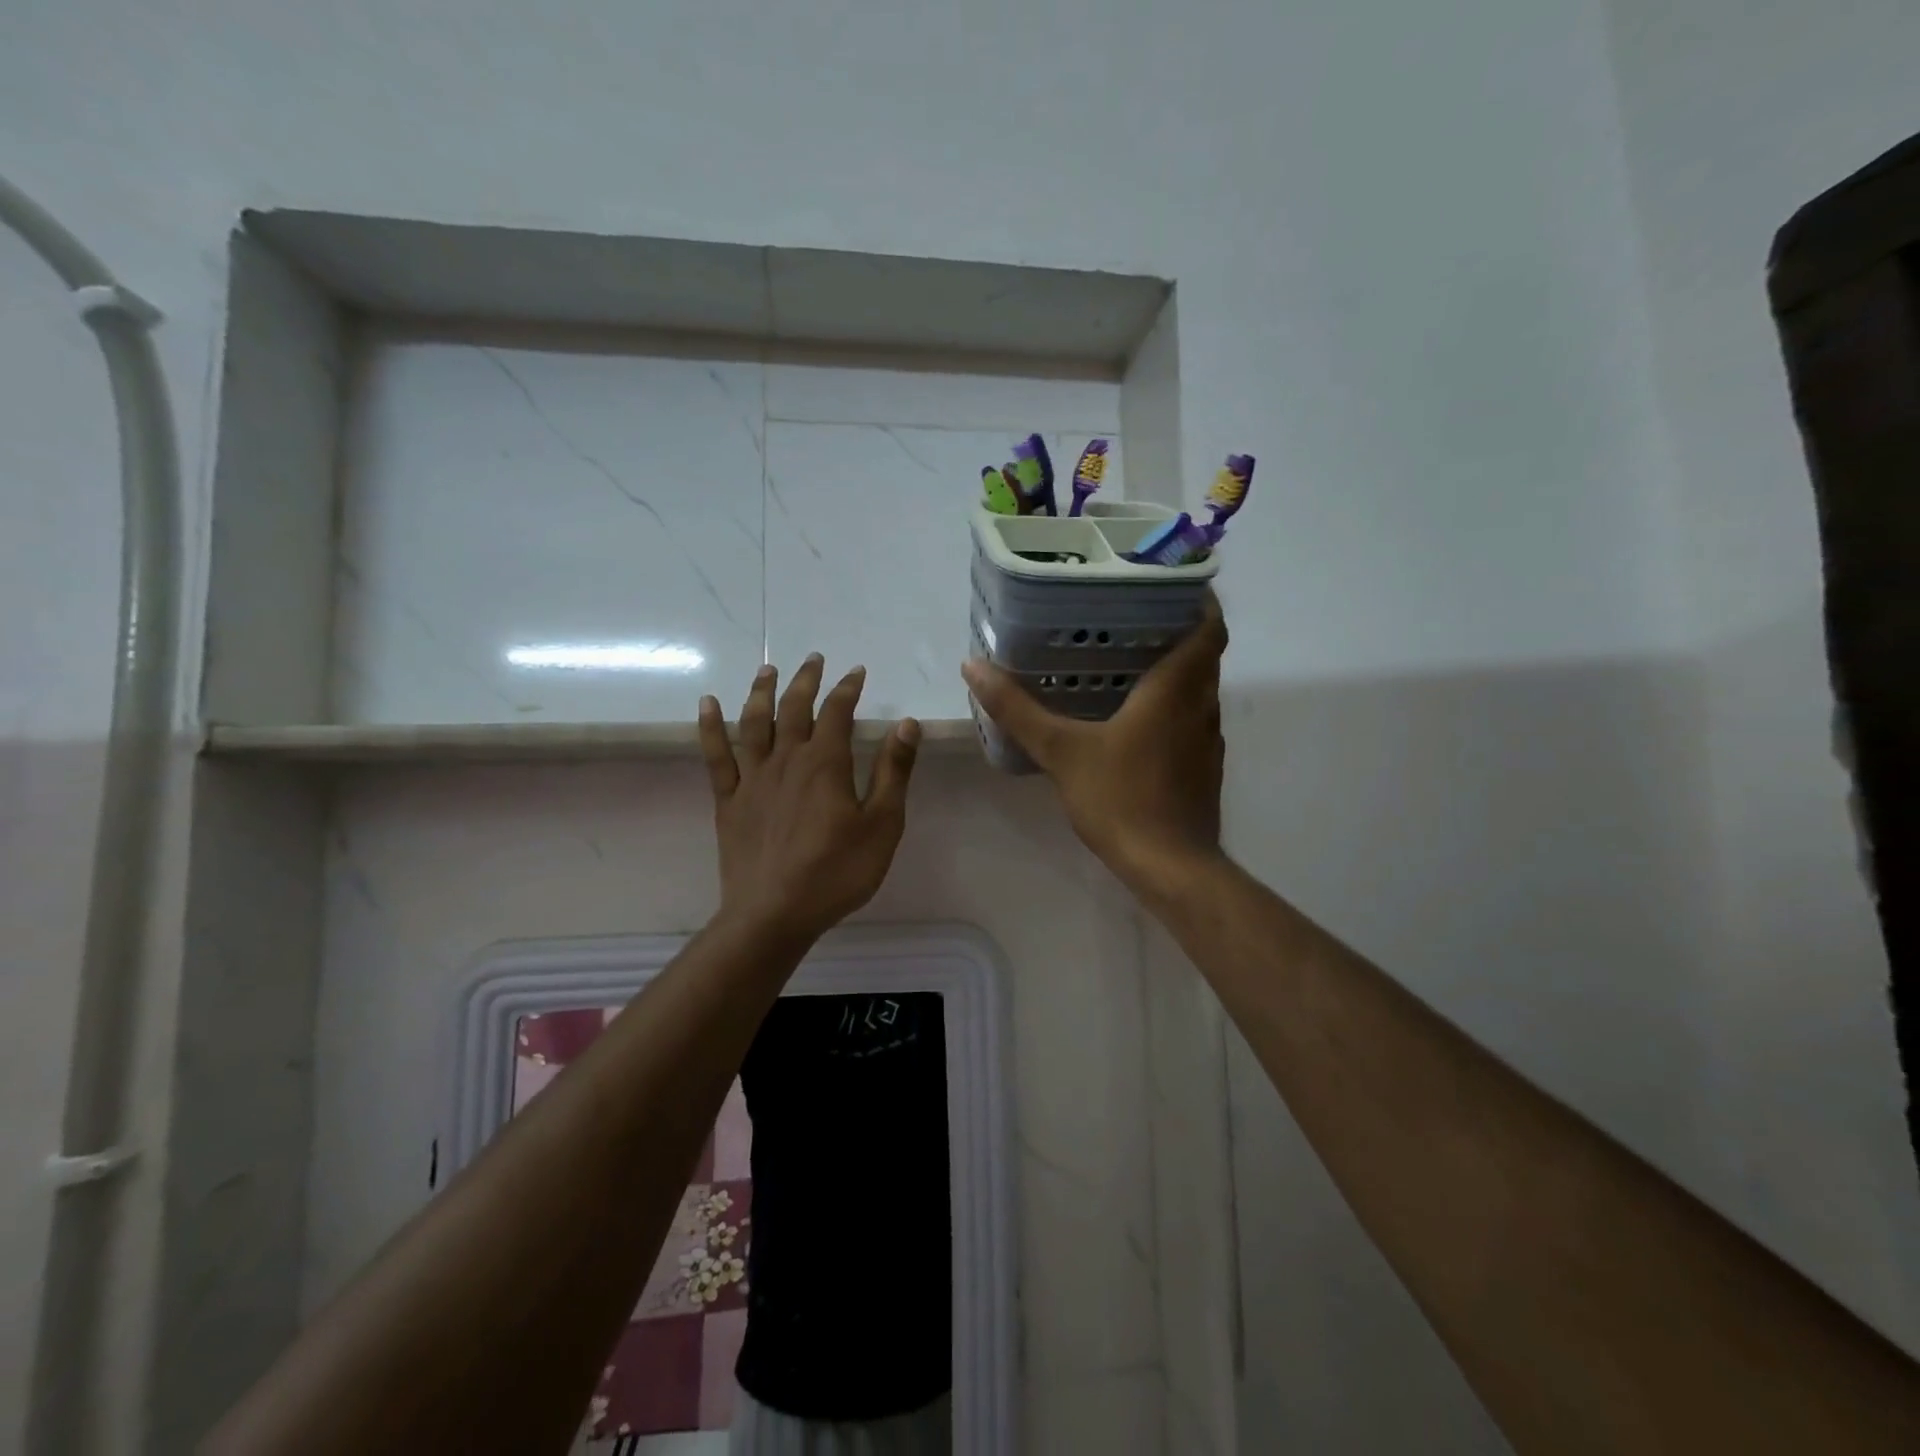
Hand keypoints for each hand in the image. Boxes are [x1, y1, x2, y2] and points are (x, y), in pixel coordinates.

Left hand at [699, 654, 920, 943]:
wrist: (774, 913)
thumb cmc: (836, 871)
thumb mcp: (882, 824)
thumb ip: (893, 771)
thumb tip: (907, 723)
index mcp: (825, 763)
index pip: (837, 712)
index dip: (848, 688)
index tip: (857, 672)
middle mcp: (786, 759)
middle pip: (794, 708)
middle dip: (806, 680)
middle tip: (814, 659)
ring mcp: (752, 778)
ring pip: (754, 722)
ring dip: (761, 692)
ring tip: (767, 669)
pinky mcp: (728, 800)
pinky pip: (716, 755)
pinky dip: (710, 727)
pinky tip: (707, 704)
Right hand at [961, 597, 1228, 900]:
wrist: (1170, 867)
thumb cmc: (1121, 799)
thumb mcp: (1061, 751)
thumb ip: (1018, 709)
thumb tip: (973, 666)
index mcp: (1175, 690)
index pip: (1208, 628)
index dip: (1198, 601)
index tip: (1171, 584)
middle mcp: (1201, 707)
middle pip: (1204, 656)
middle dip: (1178, 632)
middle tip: (1133, 619)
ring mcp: (1207, 741)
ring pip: (1199, 691)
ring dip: (1176, 672)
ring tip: (1130, 662)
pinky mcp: (1203, 769)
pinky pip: (1192, 722)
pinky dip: (1173, 708)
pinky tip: (1136, 721)